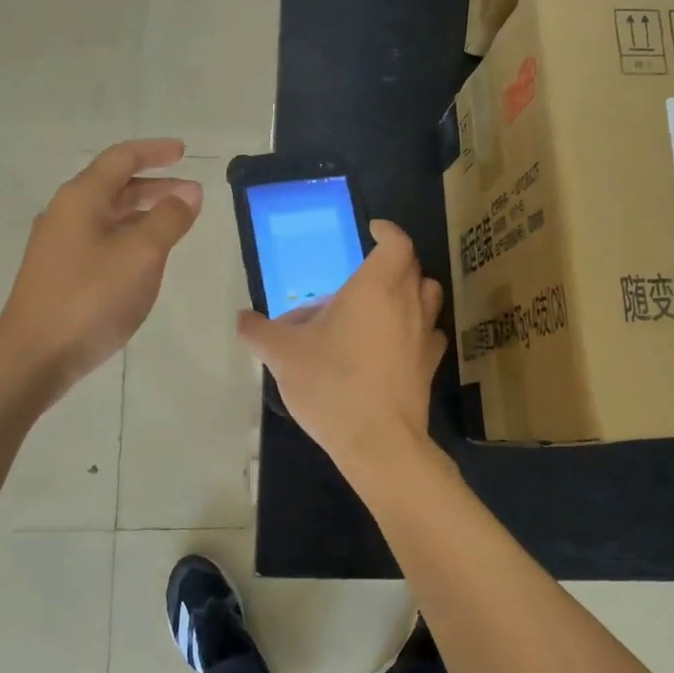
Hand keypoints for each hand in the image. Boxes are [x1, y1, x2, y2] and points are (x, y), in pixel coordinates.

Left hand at [0, 139, 201, 398]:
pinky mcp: (60, 272)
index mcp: (81, 198)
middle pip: (114, 186)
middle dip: (155, 185)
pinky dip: (130, 236)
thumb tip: (188, 193)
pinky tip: (146, 257)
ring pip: (109, 215)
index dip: (155, 151)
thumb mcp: (141, 254)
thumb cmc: (91, 297)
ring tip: (177, 225)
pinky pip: (102, 239)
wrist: (35, 355)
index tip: (184, 152)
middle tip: (192, 195)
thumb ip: (168, 218)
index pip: (121, 159)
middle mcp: (66, 213)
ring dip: (144, 212)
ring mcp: (59, 244)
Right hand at [238, 220, 445, 468]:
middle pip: (413, 267)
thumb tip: (242, 319)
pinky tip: (396, 343)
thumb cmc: (331, 385)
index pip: (396, 243)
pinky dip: (417, 327)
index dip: (387, 230)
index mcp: (375, 288)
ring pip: (428, 296)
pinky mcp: (430, 364)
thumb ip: (259, 332)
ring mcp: (425, 334)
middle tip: (363, 274)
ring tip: (382, 304)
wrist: (378, 442)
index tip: (372, 230)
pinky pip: (429, 332)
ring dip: (410, 291)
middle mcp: (407, 303)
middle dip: (392, 261)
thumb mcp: (283, 356)